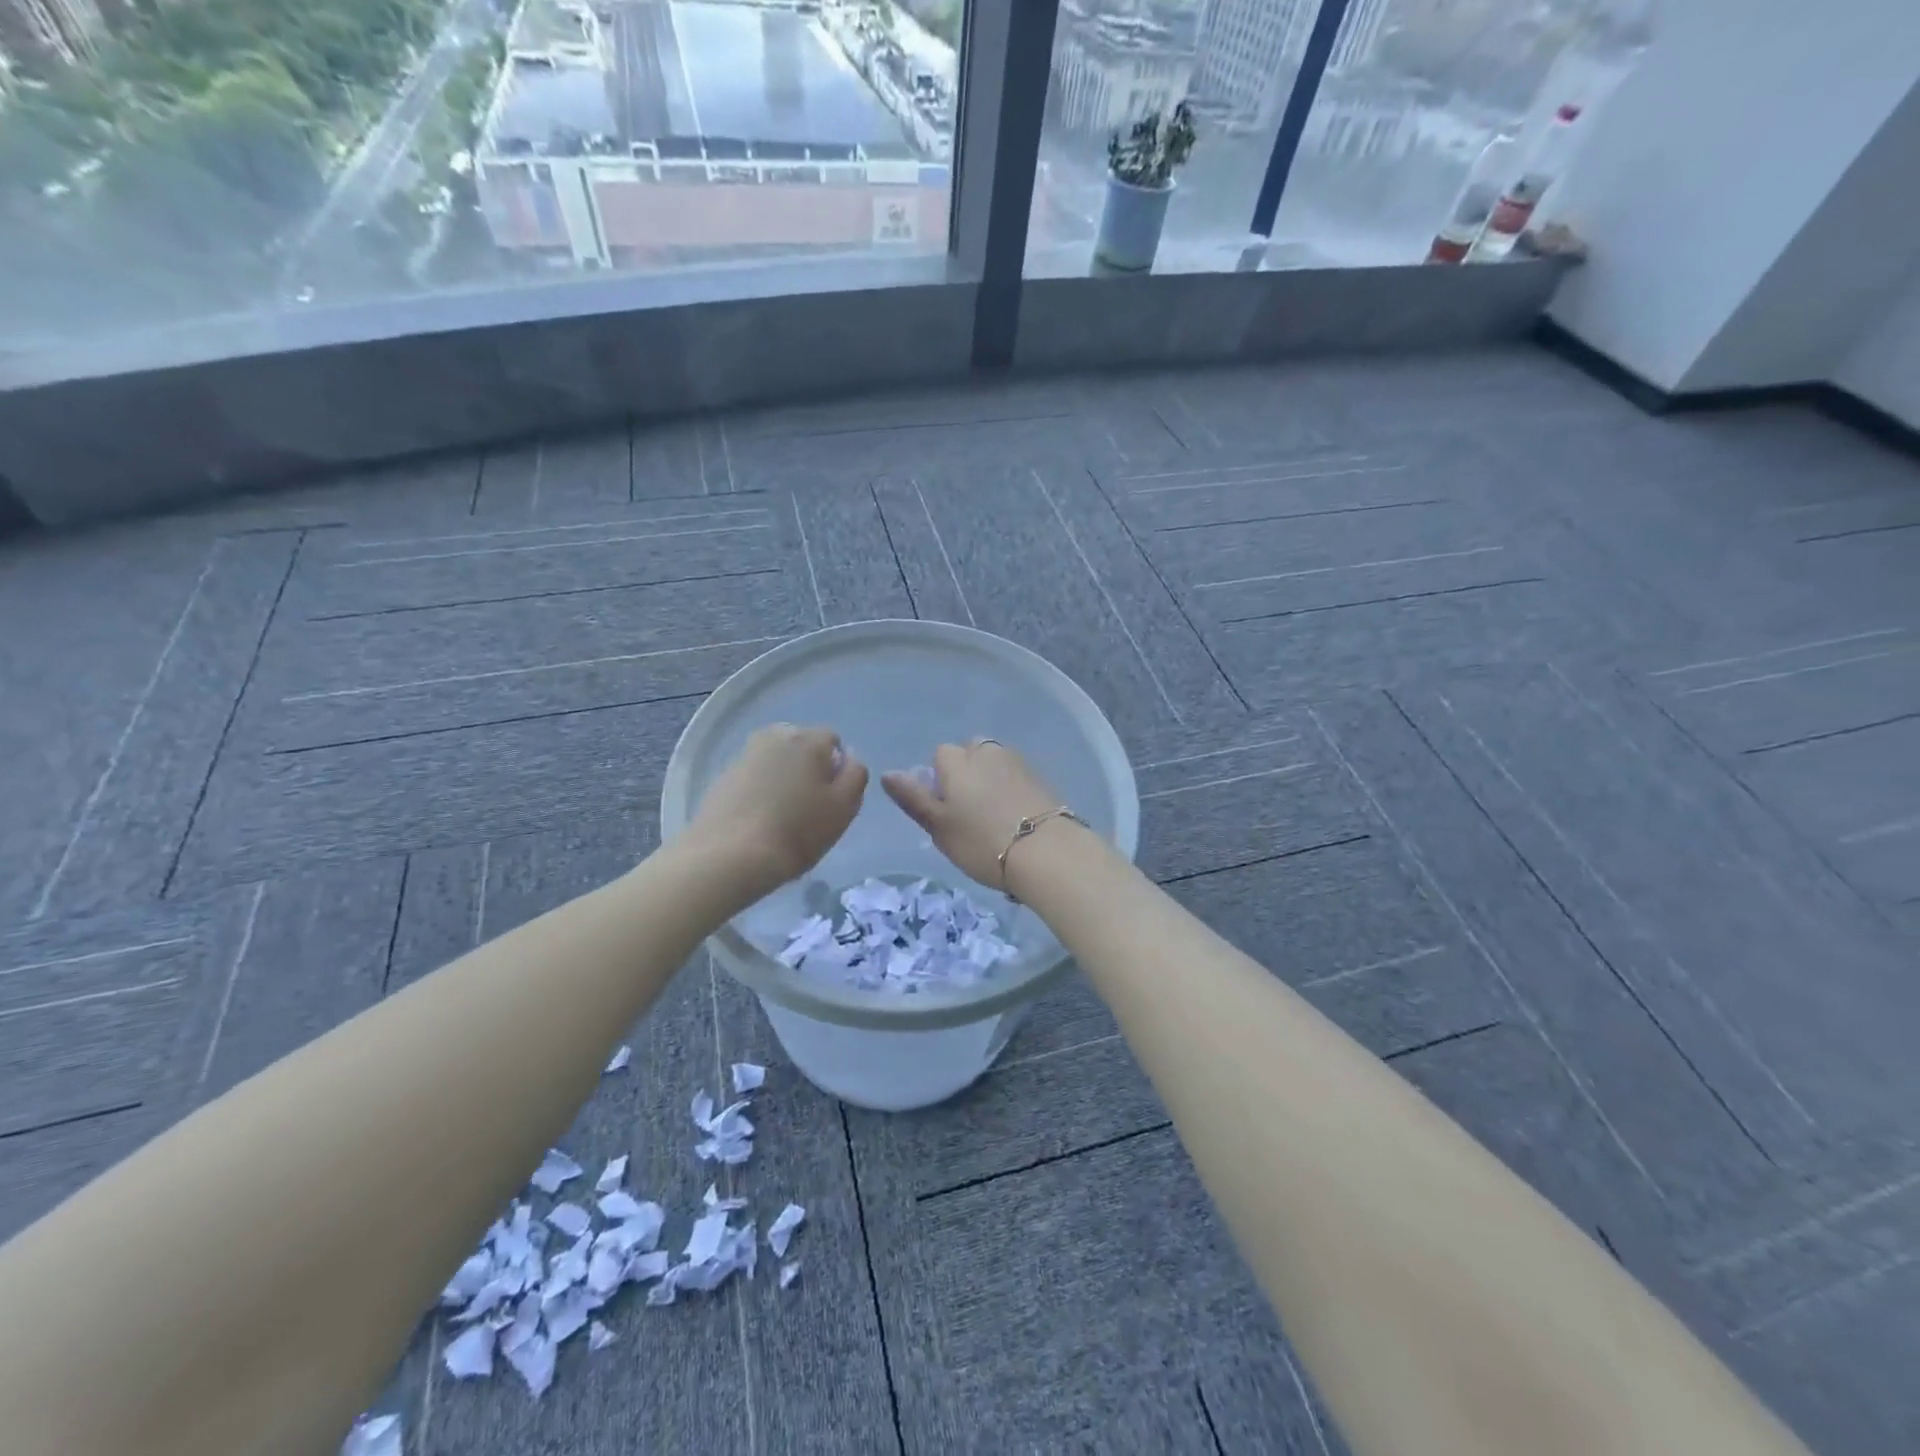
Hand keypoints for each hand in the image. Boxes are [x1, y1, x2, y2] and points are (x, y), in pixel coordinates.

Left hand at [685, 725, 867, 901]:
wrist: (729, 856)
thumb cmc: (797, 831)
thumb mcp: (844, 807)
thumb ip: (855, 775)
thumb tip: (848, 757)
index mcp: (808, 738)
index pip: (833, 742)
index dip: (836, 770)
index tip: (830, 800)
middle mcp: (775, 735)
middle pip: (802, 748)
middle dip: (808, 770)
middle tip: (808, 809)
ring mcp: (744, 755)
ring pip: (776, 763)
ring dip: (783, 780)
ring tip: (781, 818)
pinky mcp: (723, 777)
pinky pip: (753, 778)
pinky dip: (760, 792)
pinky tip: (758, 822)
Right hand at [882, 741, 1065, 891]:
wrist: (1047, 852)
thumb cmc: (982, 842)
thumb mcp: (938, 826)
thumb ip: (912, 798)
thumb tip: (888, 773)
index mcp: (957, 760)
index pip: (940, 756)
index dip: (940, 781)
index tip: (946, 811)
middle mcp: (987, 751)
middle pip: (969, 753)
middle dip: (966, 774)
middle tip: (969, 813)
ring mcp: (1017, 762)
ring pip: (994, 763)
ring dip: (990, 780)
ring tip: (994, 817)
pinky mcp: (1041, 777)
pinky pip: (1016, 776)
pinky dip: (1012, 789)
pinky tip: (1016, 817)